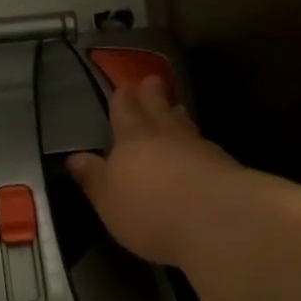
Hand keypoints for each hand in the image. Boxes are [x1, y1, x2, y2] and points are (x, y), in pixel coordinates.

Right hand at [68, 77, 243, 266]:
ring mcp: (199, 147)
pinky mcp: (225, 164)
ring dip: (177, 115)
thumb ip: (94, 178)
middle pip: (158, 108)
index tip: (125, 85)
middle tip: (152, 80)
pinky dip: (198, 141)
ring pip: (184, 124)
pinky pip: (205, 144)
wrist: (217, 220)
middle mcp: (165, 135)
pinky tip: (200, 147)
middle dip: (152, 95)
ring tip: (176, 108)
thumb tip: (75, 157)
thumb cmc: (149, 211)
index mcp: (131, 140)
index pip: (125, 111)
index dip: (123, 98)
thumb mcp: (108, 201)